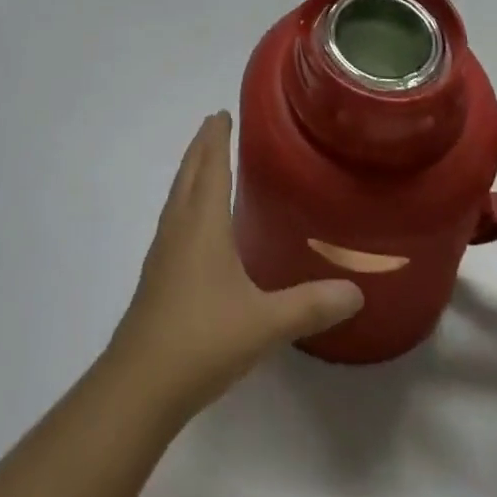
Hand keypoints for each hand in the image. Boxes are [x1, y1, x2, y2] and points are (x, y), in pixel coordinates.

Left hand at [106, 113, 362, 419]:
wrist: (140, 383)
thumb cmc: (202, 338)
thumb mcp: (264, 323)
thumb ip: (310, 305)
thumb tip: (356, 291)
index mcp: (202, 222)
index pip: (210, 165)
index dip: (216, 137)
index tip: (221, 112)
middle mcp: (180, 225)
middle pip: (189, 172)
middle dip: (201, 146)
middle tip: (214, 124)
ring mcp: (163, 250)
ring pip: (177, 194)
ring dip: (191, 171)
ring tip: (205, 162)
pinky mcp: (157, 274)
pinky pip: (173, 218)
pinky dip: (186, 200)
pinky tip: (195, 223)